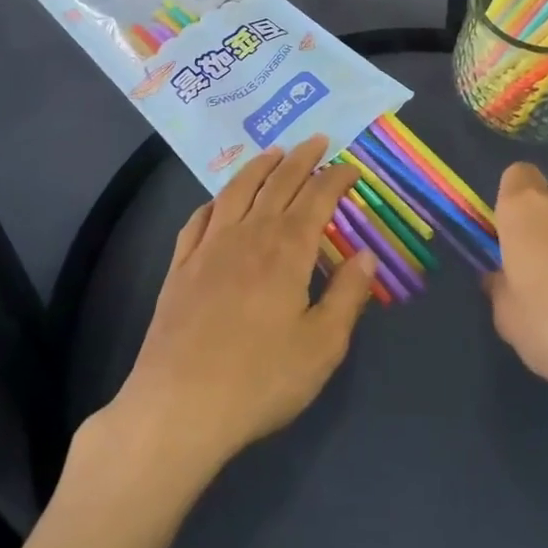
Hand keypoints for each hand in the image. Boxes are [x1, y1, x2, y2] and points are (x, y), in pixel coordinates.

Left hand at [94, 136, 377, 483]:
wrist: (180, 407)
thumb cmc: (260, 380)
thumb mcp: (322, 346)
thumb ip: (347, 295)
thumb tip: (367, 254)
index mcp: (287, 249)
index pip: (318, 197)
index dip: (336, 177)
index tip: (351, 168)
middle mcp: (250, 234)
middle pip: (279, 182)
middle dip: (302, 157)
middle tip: (317, 140)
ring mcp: (210, 246)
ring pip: (238, 190)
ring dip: (259, 166)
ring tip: (273, 152)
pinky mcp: (180, 267)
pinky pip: (199, 219)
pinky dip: (214, 201)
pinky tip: (219, 201)